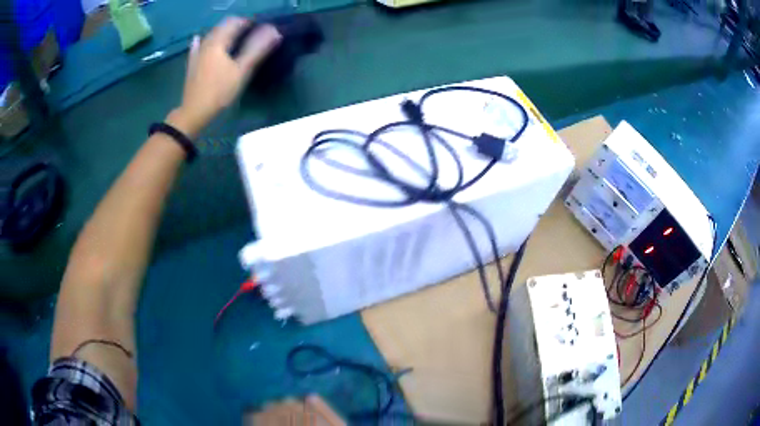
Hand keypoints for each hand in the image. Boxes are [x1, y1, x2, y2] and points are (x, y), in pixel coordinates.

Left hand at [171, 17, 280, 135]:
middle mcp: (206, 43)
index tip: (261, 30)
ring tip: (234, 39)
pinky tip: (198, 40)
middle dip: (236, 27)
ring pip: (211, 36)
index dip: (249, 23)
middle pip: (222, 27)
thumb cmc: (219, 92)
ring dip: (223, 33)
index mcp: (218, 42)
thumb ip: (257, 49)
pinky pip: (197, 47)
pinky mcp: (191, 64)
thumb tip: (274, 31)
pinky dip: (202, 42)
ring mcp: (197, 54)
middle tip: (250, 35)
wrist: (194, 113)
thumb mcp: (242, 71)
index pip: (236, 22)